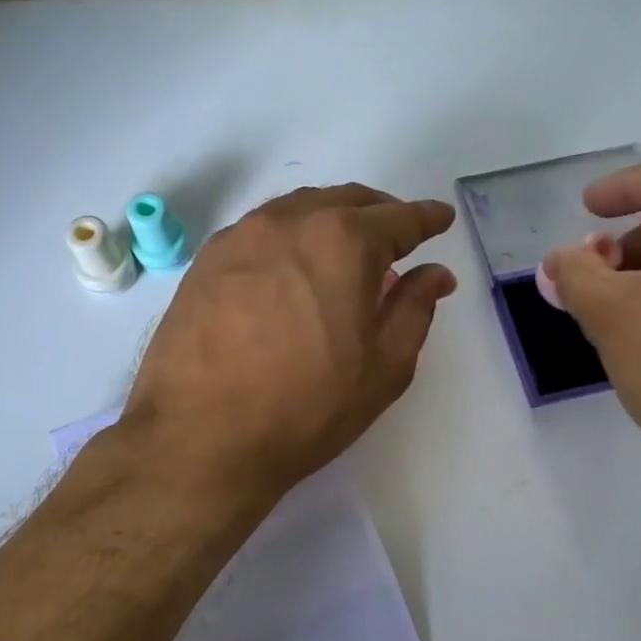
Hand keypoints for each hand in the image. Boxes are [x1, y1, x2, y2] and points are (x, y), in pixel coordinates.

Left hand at [124, 184, 456, 500]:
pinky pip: (261, 232)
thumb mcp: (383, 367)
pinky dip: (289, 238)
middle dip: (379, 213)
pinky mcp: (206, 260)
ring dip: (331, 220)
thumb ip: (415, 309)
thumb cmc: (306, 407)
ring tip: (344, 250)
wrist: (200, 438)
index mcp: (344, 242)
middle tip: (396, 235)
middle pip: (346, 201)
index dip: (426, 218)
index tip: (440, 219)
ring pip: (299, 210)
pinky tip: (291, 268)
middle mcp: (290, 222)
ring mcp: (241, 237)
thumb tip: (435, 273)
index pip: (398, 219)